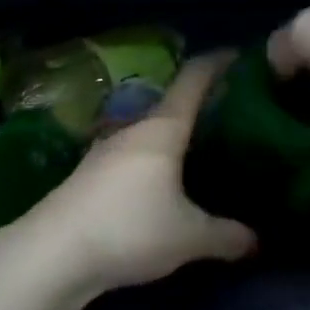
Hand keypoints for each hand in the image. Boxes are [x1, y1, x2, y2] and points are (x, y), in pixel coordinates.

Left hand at [22, 51, 255, 293]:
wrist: (52, 253)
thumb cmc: (129, 229)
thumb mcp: (188, 237)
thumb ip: (227, 236)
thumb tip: (257, 240)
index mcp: (162, 129)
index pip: (193, 80)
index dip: (217, 63)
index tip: (239, 56)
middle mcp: (133, 129)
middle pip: (172, 105)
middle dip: (200, 105)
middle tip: (231, 114)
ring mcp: (105, 151)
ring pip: (149, 132)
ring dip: (173, 135)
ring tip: (200, 150)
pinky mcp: (89, 175)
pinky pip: (132, 155)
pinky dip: (153, 159)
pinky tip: (162, 183)